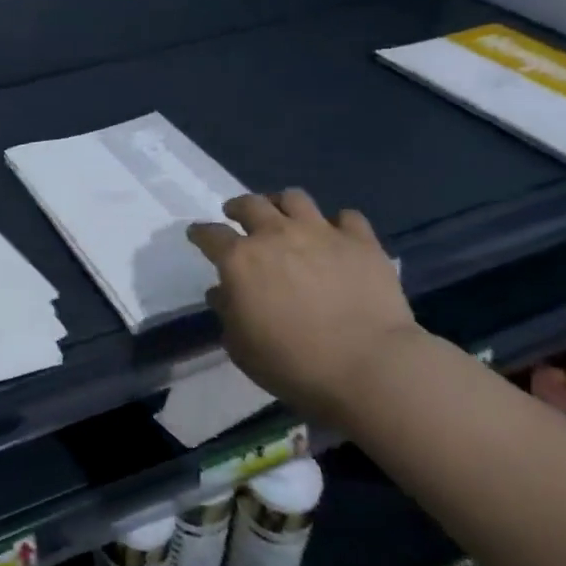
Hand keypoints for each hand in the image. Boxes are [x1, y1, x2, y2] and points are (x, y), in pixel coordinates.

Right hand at [187, 189, 419, 422]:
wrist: (369, 366)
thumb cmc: (293, 363)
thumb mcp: (241, 347)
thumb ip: (227, 312)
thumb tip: (222, 292)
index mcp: (240, 260)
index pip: (210, 235)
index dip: (200, 233)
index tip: (197, 235)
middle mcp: (276, 235)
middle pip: (250, 204)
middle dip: (238, 208)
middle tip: (236, 215)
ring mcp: (321, 233)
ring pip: (294, 198)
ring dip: (282, 204)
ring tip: (284, 216)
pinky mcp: (361, 241)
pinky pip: (347, 217)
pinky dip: (337, 224)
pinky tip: (337, 236)